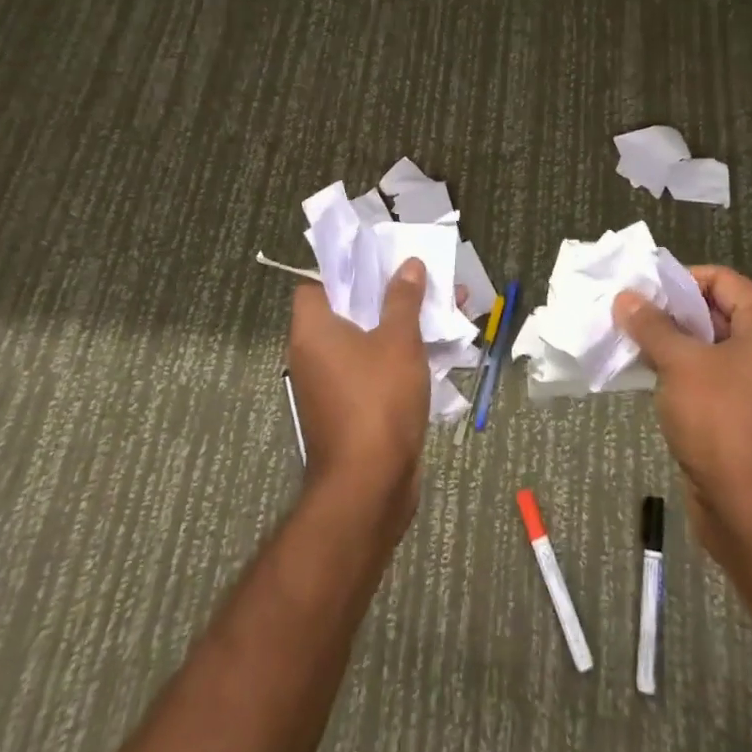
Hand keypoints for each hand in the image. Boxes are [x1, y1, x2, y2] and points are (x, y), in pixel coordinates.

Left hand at [287, 259, 432, 537]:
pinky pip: (374, 370)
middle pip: (347, 312)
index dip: (344, 272)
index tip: (379, 264)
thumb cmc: (377, 400)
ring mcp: (331, 387)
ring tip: (438, 309)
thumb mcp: (398, 340)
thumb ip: (403, 300)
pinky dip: (398, 358)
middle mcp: (313, 356)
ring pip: (366, 342)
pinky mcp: (351, 412)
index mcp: (313, 331)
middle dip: (385, 296)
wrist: (369, 487)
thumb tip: (409, 265)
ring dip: (398, 326)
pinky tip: (436, 352)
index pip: (315, 286)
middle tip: (419, 281)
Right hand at [614, 265, 751, 563]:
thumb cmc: (721, 421)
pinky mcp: (747, 413)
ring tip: (631, 340)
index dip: (680, 280)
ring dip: (672, 343)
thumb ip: (652, 325)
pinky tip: (647, 373)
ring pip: (710, 346)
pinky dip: (681, 371)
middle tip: (629, 313)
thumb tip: (625, 297)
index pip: (723, 280)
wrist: (751, 512)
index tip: (642, 290)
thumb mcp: (680, 364)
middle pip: (717, 311)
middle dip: (671, 312)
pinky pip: (711, 377)